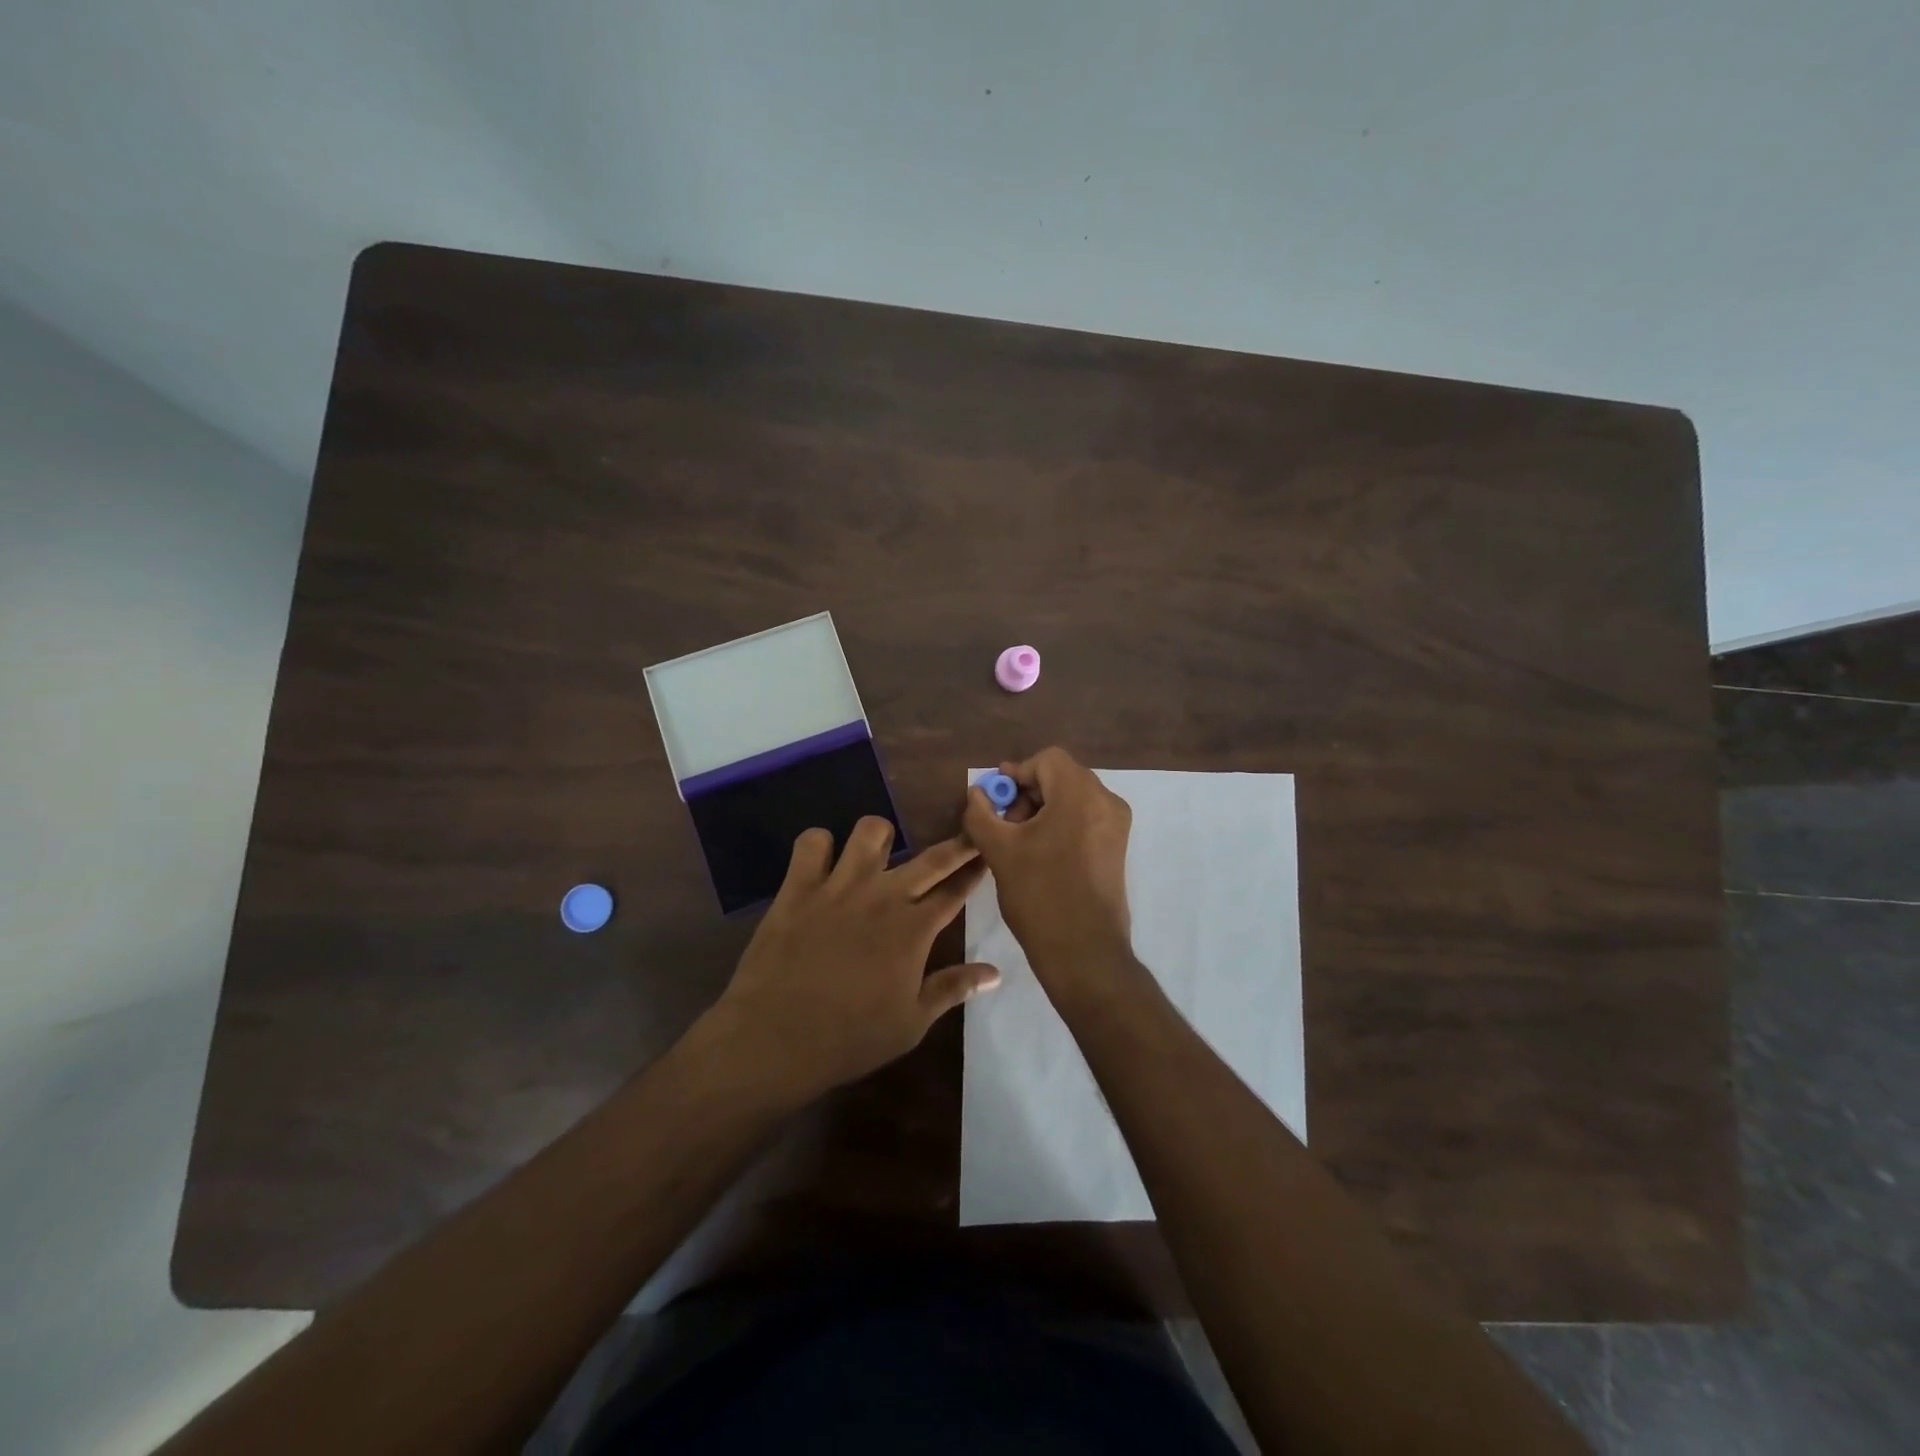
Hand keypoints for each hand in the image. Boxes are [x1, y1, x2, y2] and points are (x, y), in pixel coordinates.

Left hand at [704, 817, 1001, 1103]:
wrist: (775, 1039)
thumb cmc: (850, 1038)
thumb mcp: (911, 1023)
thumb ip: (953, 989)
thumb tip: (994, 972)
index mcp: (914, 929)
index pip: (955, 891)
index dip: (975, 871)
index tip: (987, 857)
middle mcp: (883, 896)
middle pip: (931, 858)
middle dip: (957, 844)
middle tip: (968, 835)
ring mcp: (840, 885)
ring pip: (870, 831)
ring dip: (881, 838)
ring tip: (879, 853)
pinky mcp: (799, 886)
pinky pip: (812, 842)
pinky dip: (820, 846)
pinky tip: (823, 863)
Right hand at [962, 747, 1134, 983]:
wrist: (1084, 952)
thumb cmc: (1040, 895)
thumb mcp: (999, 851)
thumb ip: (981, 813)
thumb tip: (977, 793)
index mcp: (1081, 794)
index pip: (1046, 760)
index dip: (1016, 774)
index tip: (995, 800)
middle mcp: (1106, 801)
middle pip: (1061, 776)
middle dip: (1028, 793)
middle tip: (1004, 823)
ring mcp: (1116, 825)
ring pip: (1073, 797)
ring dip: (1043, 808)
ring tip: (1019, 841)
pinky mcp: (1117, 847)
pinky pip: (1085, 817)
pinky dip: (1061, 823)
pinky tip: (1040, 852)